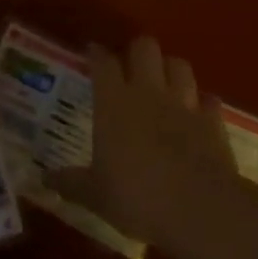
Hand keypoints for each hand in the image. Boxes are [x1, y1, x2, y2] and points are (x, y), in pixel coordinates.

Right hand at [49, 37, 237, 247]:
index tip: (92, 52)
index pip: (103, 62)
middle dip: (137, 51)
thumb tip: (44, 179)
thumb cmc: (137, 198)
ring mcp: (184, 104)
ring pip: (179, 65)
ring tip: (163, 82)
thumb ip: (70, 183)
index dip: (97, 54)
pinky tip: (197, 112)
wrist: (201, 210)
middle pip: (144, 47)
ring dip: (170, 69)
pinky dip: (202, 103)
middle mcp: (148, 93)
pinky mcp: (213, 123)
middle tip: (129, 66)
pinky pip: (209, 100)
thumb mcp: (95, 195)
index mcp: (113, 103)